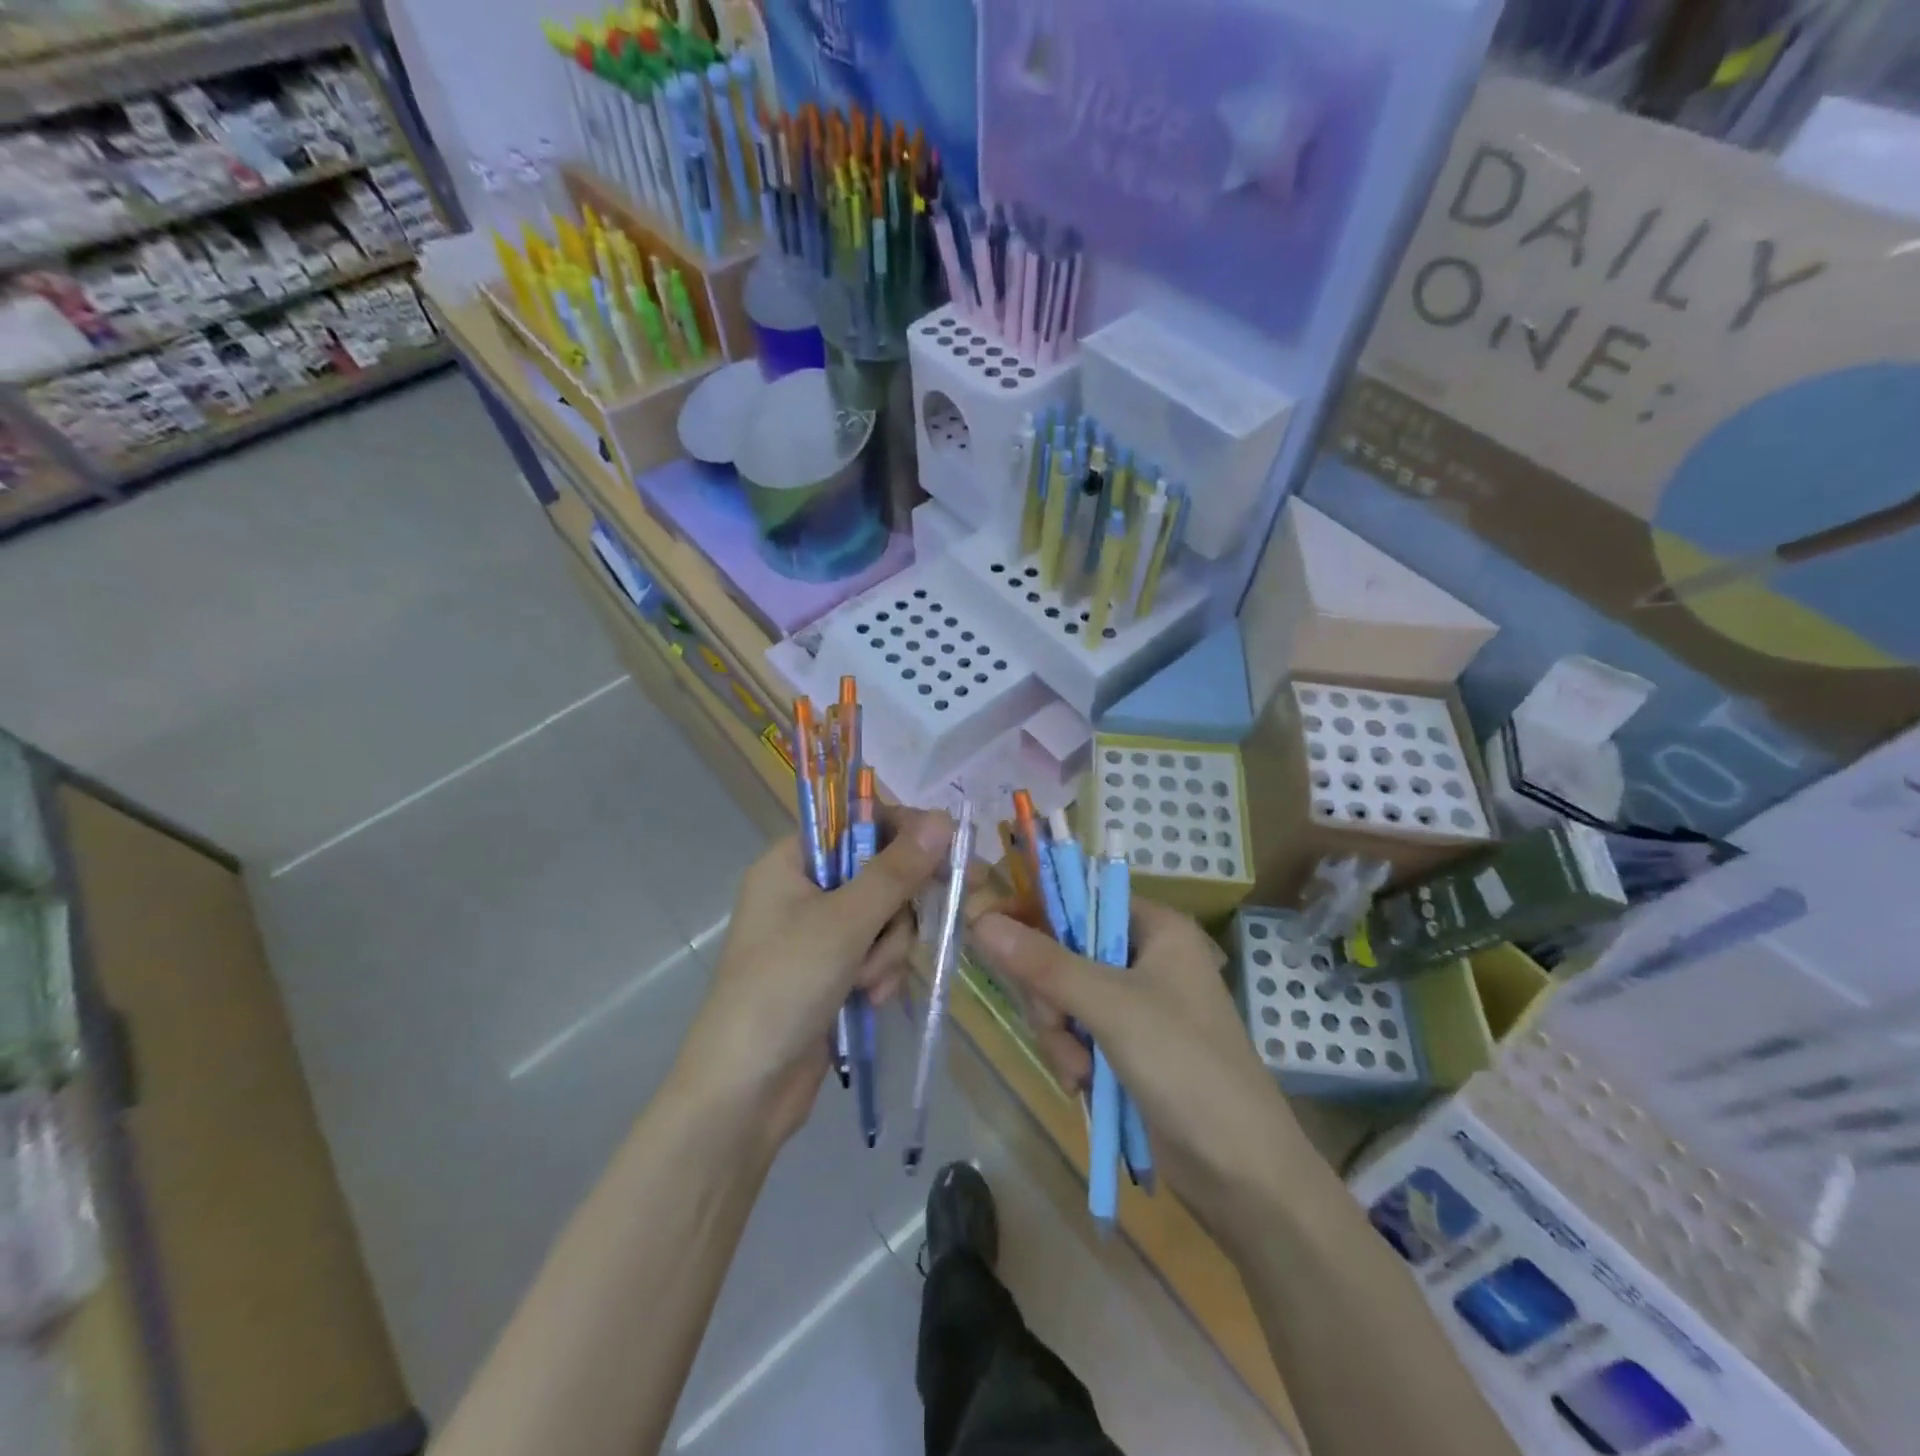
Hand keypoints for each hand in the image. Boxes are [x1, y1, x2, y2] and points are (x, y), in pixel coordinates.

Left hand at [672, 807, 954, 1151]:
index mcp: (791, 862)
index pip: (856, 822)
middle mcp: (803, 890)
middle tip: (916, 922)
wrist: (744, 1091)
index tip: (944, 849)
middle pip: (879, 872)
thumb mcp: (845, 922)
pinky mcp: (831, 972)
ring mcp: (817, 934)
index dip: (902, 831)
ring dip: (887, 950)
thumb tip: (944, 818)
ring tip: (868, 982)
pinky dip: (879, 973)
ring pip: (885, 917)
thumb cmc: (785, 986)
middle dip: (894, 910)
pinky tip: (868, 1000)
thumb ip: (896, 870)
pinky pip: (876, 953)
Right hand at [969, 899, 1309, 1240]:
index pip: (1082, 897)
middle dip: (1051, 995)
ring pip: (1063, 996)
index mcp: (1156, 929)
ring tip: (1079, 1070)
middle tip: (1056, 1023)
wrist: (1242, 1171)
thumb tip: (981, 921)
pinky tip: (1082, 1083)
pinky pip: (1076, 1031)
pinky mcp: (1127, 1046)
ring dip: (1058, 1033)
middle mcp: (1145, 958)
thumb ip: (1044, 964)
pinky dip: (1071, 1055)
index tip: (992, 931)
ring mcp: (1136, 1005)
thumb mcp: (1111, 1007)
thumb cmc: (1186, 1066)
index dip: (1037, 911)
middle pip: (1065, 951)